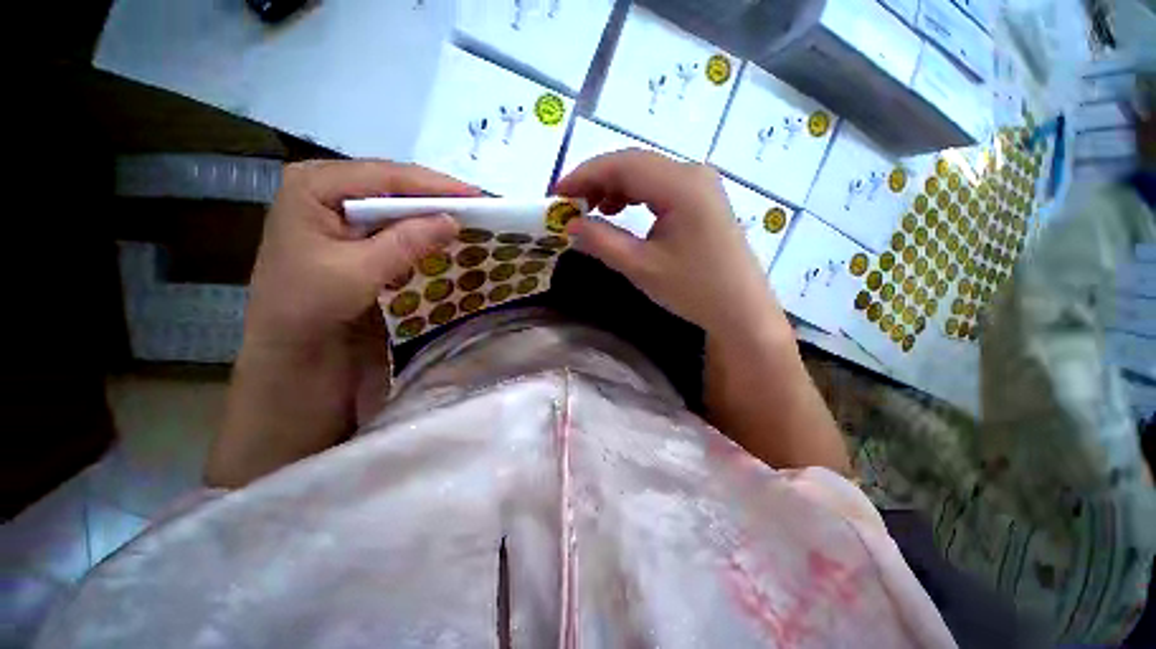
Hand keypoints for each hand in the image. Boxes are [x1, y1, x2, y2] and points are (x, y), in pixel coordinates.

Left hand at [209, 160, 479, 487]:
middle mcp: (325, 188)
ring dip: (430, 214)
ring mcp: (337, 211)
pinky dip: (420, 231)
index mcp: (313, 184)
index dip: (434, 185)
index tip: (476, 195)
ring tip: (467, 218)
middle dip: (434, 198)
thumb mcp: (359, 271)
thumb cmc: (309, 306)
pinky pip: (393, 225)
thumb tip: (453, 220)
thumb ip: (406, 242)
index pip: (384, 175)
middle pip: (391, 186)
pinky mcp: (351, 234)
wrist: (288, 346)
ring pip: (394, 205)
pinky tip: (442, 236)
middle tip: (477, 207)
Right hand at [555, 149, 781, 337]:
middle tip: (571, 204)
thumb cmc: (693, 290)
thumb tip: (571, 224)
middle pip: (634, 164)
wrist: (740, 309)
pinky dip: (634, 196)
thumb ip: (602, 241)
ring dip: (614, 188)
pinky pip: (659, 187)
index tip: (557, 194)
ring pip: (645, 173)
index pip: (622, 165)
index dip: (584, 175)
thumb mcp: (641, 267)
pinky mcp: (701, 199)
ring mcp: (700, 184)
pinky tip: (621, 212)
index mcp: (681, 185)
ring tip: (593, 210)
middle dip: (597, 181)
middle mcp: (692, 173)